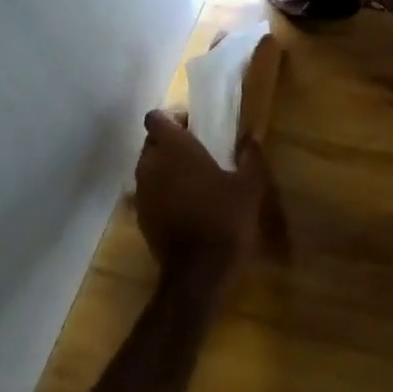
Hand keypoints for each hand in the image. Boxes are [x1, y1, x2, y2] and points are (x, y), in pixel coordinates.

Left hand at [134, 110, 269, 295]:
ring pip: (147, 167)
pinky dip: (162, 190)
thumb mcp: (250, 186)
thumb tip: (251, 136)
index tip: (194, 126)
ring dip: (165, 166)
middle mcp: (151, 166)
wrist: (199, 273)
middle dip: (170, 142)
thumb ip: (250, 156)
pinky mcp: (141, 217)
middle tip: (198, 150)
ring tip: (193, 177)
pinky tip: (186, 203)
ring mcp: (143, 193)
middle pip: (151, 142)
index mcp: (176, 150)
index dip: (172, 118)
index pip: (156, 119)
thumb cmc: (226, 219)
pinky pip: (149, 192)